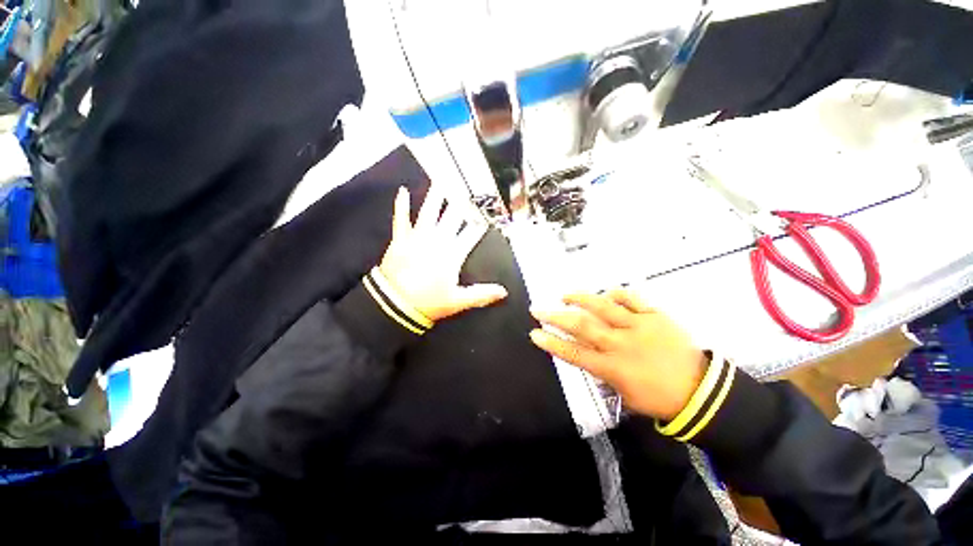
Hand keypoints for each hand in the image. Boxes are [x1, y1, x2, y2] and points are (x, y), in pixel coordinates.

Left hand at [378, 186, 507, 321]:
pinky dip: (401, 205)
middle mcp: (437, 240)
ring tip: (441, 181)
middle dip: (461, 204)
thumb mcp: (459, 300)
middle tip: (467, 190)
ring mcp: (418, 237)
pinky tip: (402, 191)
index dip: (480, 225)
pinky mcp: (401, 239)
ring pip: (429, 212)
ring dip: (435, 196)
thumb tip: (504, 292)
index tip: (486, 216)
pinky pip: (401, 218)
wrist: (395, 304)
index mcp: (453, 253)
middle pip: (452, 217)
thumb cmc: (429, 302)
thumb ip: (482, 294)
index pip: (471, 234)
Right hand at [529, 289, 706, 420]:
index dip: (551, 343)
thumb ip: (603, 372)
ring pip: (603, 307)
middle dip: (555, 317)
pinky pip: (632, 299)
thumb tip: (587, 354)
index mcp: (612, 367)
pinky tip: (606, 293)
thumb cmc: (658, 398)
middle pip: (582, 326)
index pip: (573, 353)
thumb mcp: (624, 393)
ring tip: (564, 295)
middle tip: (538, 310)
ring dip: (580, 299)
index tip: (534, 333)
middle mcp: (620, 344)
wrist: (700, 391)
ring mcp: (638, 327)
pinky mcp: (654, 316)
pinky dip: (616, 293)